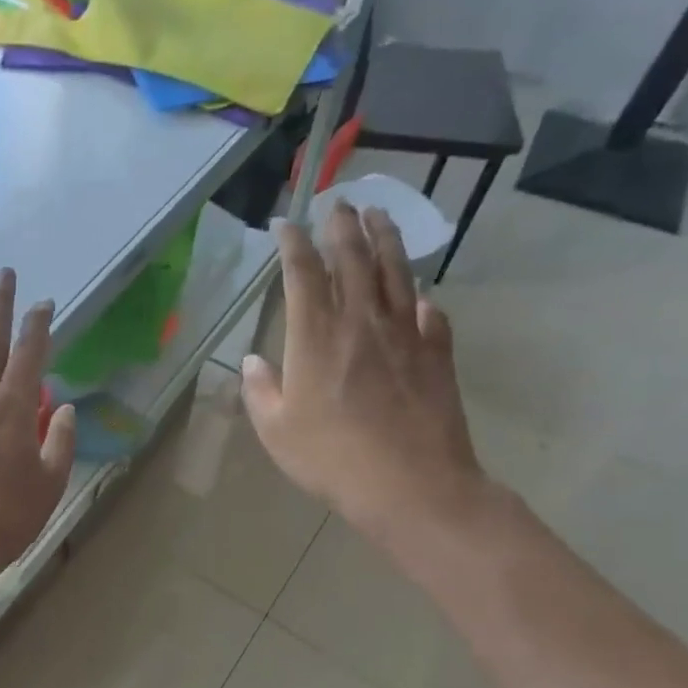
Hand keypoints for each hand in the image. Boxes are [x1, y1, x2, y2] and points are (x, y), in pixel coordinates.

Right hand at [242, 203, 488, 551]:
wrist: (410, 485)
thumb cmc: (331, 458)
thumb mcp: (276, 430)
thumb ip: (260, 390)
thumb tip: (252, 362)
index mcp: (315, 337)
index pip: (302, 274)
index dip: (293, 244)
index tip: (286, 223)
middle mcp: (360, 322)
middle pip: (352, 259)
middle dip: (342, 227)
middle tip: (338, 202)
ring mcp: (403, 334)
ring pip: (394, 272)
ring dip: (385, 239)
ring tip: (378, 215)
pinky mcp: (435, 354)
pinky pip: (427, 313)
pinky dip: (419, 297)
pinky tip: (417, 293)